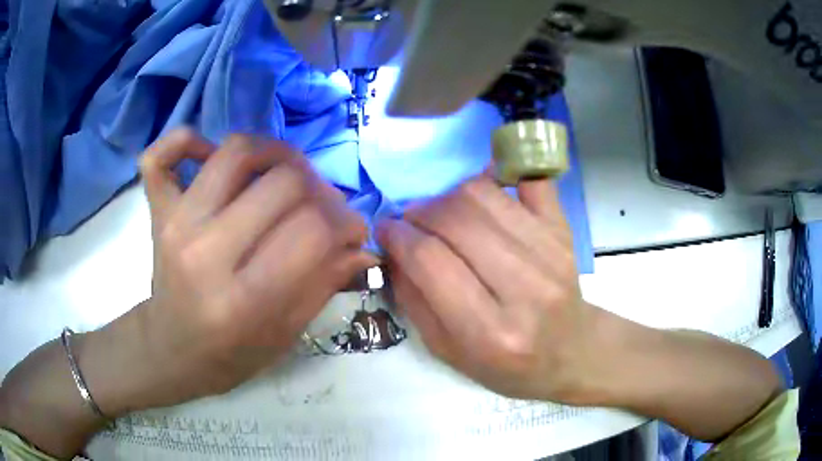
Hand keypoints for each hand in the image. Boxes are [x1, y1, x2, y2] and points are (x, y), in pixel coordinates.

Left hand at [125, 129, 376, 406]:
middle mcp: (205, 252)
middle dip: (321, 191)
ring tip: (288, 174)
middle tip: (325, 208)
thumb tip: (363, 246)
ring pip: (237, 151)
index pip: (312, 231)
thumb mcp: (284, 336)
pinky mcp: (158, 212)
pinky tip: (210, 155)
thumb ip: (324, 285)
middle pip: (283, 183)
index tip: (353, 232)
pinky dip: (187, 140)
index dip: (346, 223)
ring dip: (277, 153)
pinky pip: (160, 155)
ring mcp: (176, 224)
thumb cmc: (229, 355)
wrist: (171, 350)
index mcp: (242, 300)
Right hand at [377, 175, 601, 402]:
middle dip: (420, 212)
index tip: (386, 229)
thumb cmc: (507, 365)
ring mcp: (551, 253)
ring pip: (484, 194)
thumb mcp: (448, 352)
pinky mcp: (564, 231)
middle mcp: (525, 289)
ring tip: (443, 214)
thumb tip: (393, 246)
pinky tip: (486, 188)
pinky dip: (500, 173)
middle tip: (411, 222)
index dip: (399, 236)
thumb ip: (413, 300)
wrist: (570, 353)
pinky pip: (530, 180)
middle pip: (456, 220)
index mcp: (490, 332)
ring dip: (449, 195)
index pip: (431, 260)